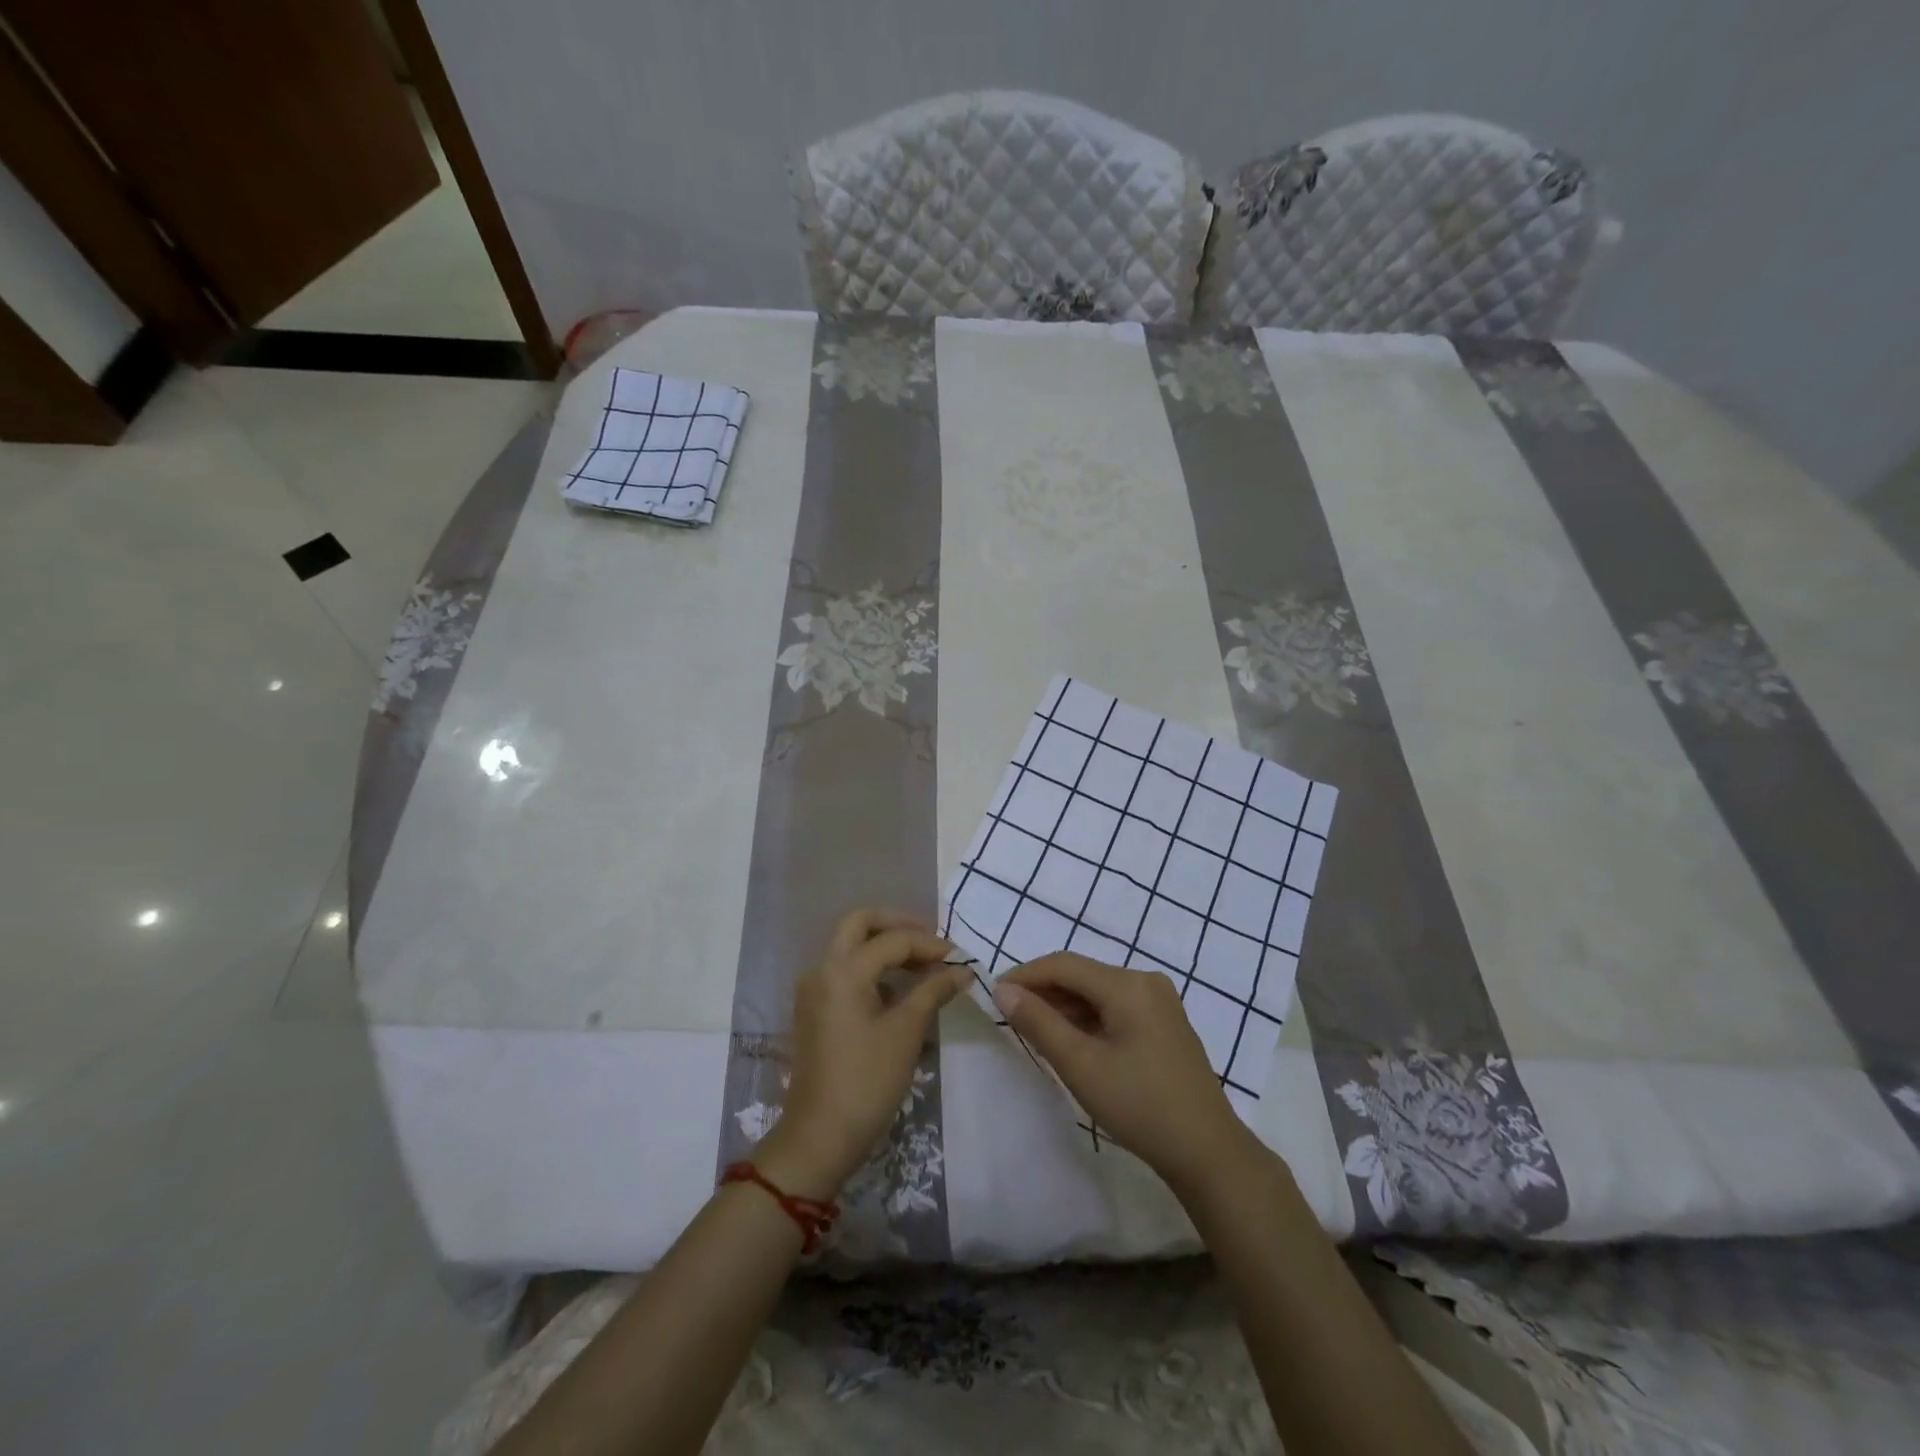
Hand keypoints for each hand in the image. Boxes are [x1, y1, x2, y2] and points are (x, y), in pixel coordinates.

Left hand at [754, 909, 967, 1202]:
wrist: (819, 1137)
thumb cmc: (867, 1080)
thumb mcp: (906, 1032)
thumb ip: (934, 991)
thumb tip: (962, 970)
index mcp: (843, 970)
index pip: (892, 940)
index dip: (930, 945)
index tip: (959, 957)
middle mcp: (822, 969)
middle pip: (860, 924)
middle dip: (898, 926)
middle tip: (931, 942)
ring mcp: (814, 989)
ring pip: (851, 947)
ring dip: (885, 947)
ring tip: (924, 967)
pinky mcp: (815, 1010)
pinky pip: (845, 972)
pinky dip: (873, 970)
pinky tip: (901, 992)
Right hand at [993, 953, 1259, 1193]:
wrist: (1208, 1152)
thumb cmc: (1140, 1105)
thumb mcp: (1081, 1065)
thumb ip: (1039, 1023)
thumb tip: (1003, 990)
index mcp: (1128, 984)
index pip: (1063, 964)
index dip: (1025, 975)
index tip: (993, 994)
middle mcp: (1145, 981)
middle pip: (1082, 975)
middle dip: (1043, 991)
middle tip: (1009, 1015)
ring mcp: (1159, 1002)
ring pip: (1098, 992)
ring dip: (1064, 1006)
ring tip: (1032, 1029)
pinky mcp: (1164, 1024)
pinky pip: (1115, 1007)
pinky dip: (1088, 1018)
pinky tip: (1070, 1040)